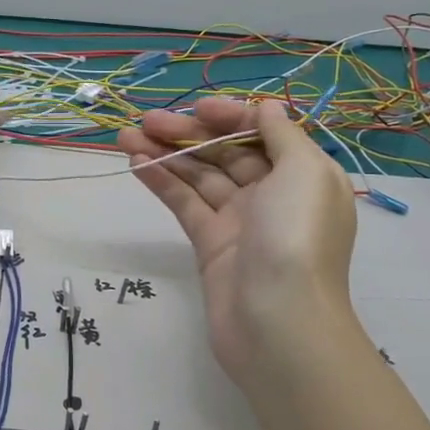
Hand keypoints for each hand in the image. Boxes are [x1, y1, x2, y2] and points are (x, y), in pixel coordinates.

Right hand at [117, 98, 361, 397]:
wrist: (278, 323)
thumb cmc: (296, 237)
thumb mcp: (305, 172)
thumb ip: (283, 134)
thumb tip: (267, 107)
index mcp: (302, 175)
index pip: (262, 134)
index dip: (229, 117)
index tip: (196, 108)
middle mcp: (273, 194)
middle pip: (226, 153)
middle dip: (188, 133)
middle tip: (145, 120)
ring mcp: (240, 221)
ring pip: (199, 177)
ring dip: (166, 153)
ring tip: (125, 136)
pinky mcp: (211, 245)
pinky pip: (185, 204)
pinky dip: (162, 182)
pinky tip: (137, 163)